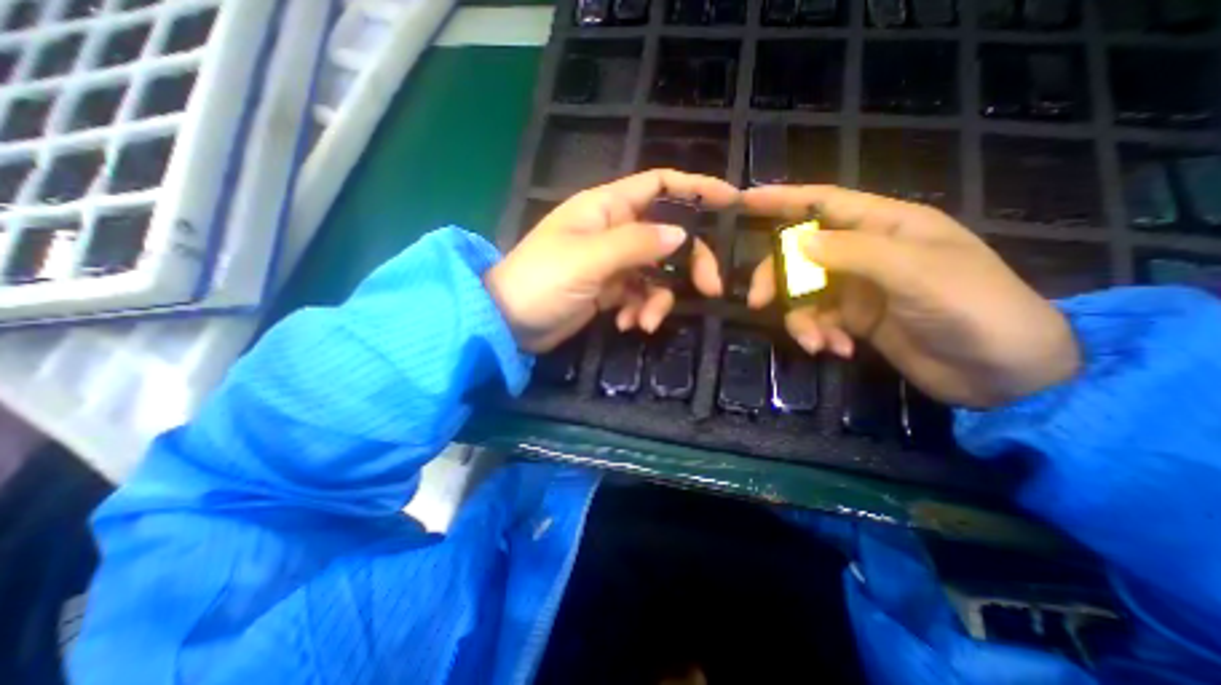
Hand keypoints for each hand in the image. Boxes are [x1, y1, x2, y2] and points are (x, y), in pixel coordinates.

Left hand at [484, 170, 733, 352]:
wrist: (509, 323)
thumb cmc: (542, 281)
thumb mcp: (589, 259)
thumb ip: (637, 244)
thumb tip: (681, 235)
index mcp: (606, 207)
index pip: (659, 184)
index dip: (696, 188)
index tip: (731, 201)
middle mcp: (613, 230)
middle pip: (668, 235)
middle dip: (689, 261)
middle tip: (708, 288)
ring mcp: (613, 262)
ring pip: (656, 272)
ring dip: (657, 299)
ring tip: (642, 322)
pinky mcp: (609, 290)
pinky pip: (639, 295)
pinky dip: (639, 310)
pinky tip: (626, 324)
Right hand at [745, 184, 1076, 406]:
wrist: (1004, 374)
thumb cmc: (973, 308)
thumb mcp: (915, 273)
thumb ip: (852, 253)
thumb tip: (795, 241)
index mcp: (886, 225)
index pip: (824, 202)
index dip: (782, 199)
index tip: (743, 200)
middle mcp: (865, 252)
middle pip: (800, 254)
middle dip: (778, 278)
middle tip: (759, 303)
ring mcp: (857, 288)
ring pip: (803, 293)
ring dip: (802, 320)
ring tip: (816, 343)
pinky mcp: (855, 319)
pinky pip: (818, 320)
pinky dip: (819, 336)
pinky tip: (838, 350)